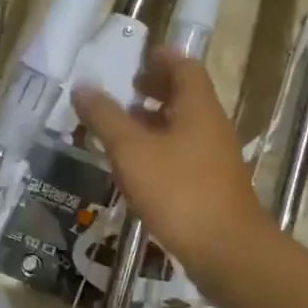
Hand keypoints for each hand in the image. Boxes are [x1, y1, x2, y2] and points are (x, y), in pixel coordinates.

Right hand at [72, 48, 270, 280]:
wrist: (225, 249)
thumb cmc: (178, 191)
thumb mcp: (131, 151)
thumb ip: (105, 118)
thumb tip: (82, 87)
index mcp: (197, 108)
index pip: (184, 67)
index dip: (161, 58)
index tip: (137, 57)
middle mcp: (211, 126)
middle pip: (185, 96)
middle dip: (155, 90)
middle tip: (125, 90)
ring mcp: (214, 158)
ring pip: (183, 127)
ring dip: (155, 122)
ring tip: (122, 128)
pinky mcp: (211, 185)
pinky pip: (183, 154)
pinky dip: (160, 149)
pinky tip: (137, 168)